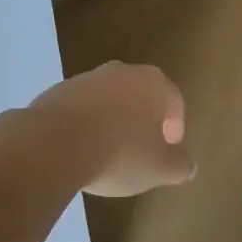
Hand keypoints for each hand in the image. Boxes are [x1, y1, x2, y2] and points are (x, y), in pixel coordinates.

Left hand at [28, 62, 195, 196]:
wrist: (53, 144)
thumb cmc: (119, 153)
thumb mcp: (159, 169)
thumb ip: (180, 165)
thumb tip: (188, 165)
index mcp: (153, 84)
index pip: (174, 101)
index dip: (176, 126)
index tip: (170, 148)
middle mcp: (123, 72)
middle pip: (141, 95)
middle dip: (144, 119)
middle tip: (143, 148)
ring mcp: (87, 79)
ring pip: (109, 99)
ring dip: (113, 120)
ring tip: (109, 151)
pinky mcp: (57, 91)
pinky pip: (81, 108)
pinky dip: (86, 124)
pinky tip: (80, 149)